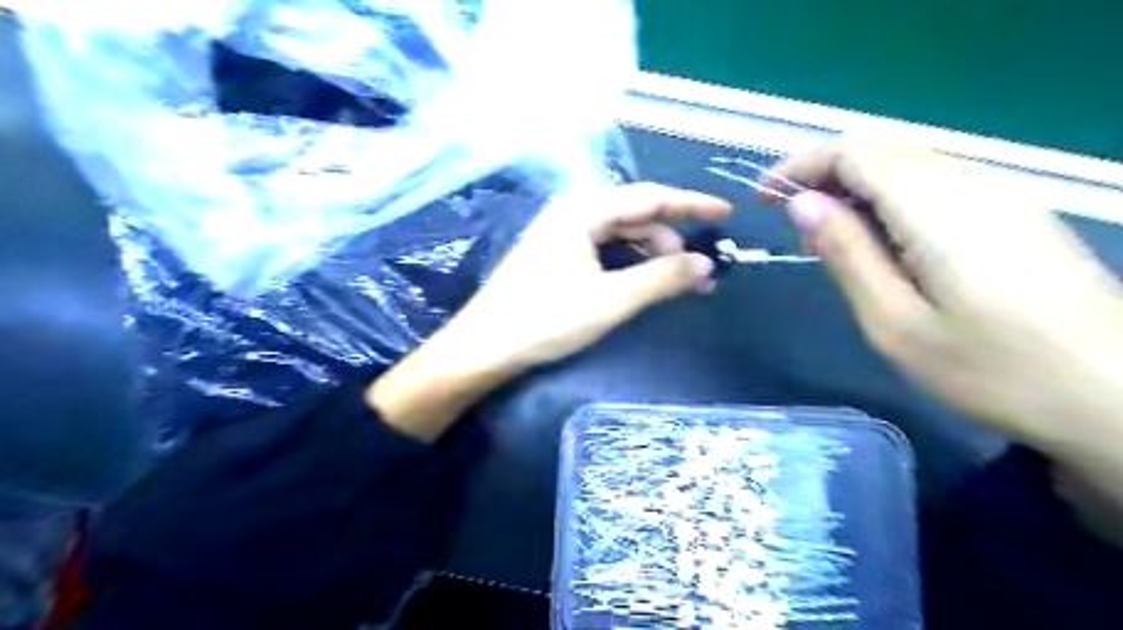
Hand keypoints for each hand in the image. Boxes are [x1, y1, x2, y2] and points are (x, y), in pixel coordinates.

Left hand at [372, 181, 732, 438]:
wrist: (484, 347)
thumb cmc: (546, 319)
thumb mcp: (611, 300)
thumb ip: (661, 277)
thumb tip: (705, 264)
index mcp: (583, 210)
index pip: (650, 197)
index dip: (691, 204)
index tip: (726, 214)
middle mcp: (572, 213)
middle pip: (635, 216)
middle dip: (672, 240)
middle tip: (702, 272)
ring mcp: (562, 235)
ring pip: (620, 235)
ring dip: (652, 255)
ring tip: (680, 283)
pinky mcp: (556, 257)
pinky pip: (604, 251)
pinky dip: (629, 265)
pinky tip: (645, 282)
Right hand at [758, 141, 1121, 449]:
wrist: (1118, 396)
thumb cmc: (992, 369)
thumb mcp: (895, 323)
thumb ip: (847, 254)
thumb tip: (803, 204)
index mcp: (935, 207)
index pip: (854, 151)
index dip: (800, 165)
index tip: (764, 200)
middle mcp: (971, 184)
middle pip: (881, 150)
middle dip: (824, 177)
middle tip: (797, 231)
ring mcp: (1001, 196)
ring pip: (909, 165)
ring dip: (857, 190)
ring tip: (832, 243)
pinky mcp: (1016, 215)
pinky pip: (936, 185)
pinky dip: (892, 202)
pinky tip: (886, 247)